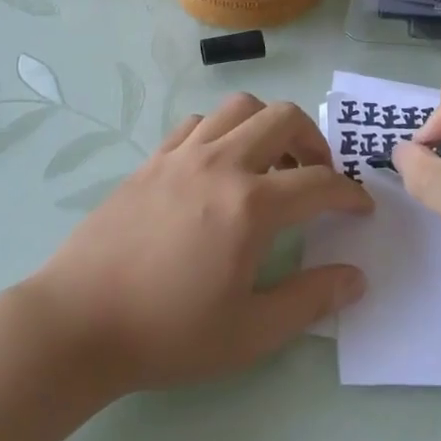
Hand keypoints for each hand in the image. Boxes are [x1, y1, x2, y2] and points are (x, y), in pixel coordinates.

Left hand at [24, 95, 372, 393]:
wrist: (79, 322)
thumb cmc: (169, 333)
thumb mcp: (251, 333)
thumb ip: (310, 300)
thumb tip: (356, 278)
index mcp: (251, 205)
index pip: (320, 183)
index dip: (350, 194)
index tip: (361, 208)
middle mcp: (221, 164)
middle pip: (283, 118)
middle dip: (314, 140)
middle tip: (317, 174)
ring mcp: (182, 155)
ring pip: (238, 107)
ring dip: (267, 125)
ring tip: (270, 162)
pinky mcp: (152, 160)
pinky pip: (197, 123)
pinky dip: (222, 131)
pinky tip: (218, 166)